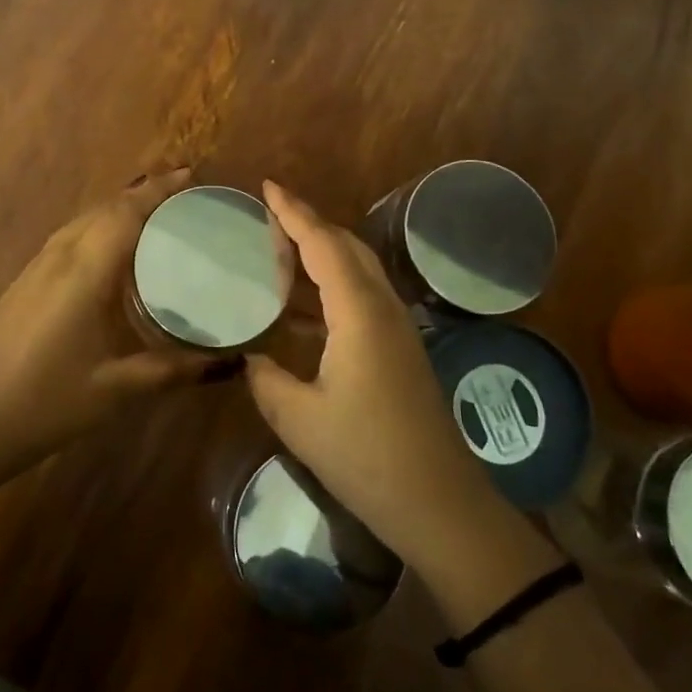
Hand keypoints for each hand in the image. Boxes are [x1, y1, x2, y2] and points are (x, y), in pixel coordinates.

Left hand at [0, 169, 228, 487]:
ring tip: (155, 216)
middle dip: (142, 194)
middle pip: (103, 209)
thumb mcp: (116, 389)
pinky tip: (113, 253)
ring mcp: (35, 268)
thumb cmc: (47, 403)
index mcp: (83, 272)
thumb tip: (229, 364)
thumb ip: (173, 370)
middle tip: (183, 196)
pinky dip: (98, 229)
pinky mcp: (24, 283)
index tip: (189, 175)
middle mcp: (58, 258)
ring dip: (118, 209)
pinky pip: (69, 239)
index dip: (157, 190)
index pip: (124, 213)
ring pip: (83, 221)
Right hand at [246, 181, 505, 572]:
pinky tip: (301, 308)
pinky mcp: (400, 350)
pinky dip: (330, 285)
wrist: (440, 503)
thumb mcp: (299, 420)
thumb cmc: (367, 457)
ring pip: (358, 270)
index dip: (294, 213)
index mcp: (358, 314)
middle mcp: (383, 309)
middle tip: (270, 214)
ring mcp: (397, 329)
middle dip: (310, 223)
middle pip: (346, 247)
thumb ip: (266, 379)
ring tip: (281, 249)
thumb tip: (250, 358)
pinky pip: (361, 297)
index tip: (268, 187)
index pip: (323, 245)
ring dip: (322, 252)